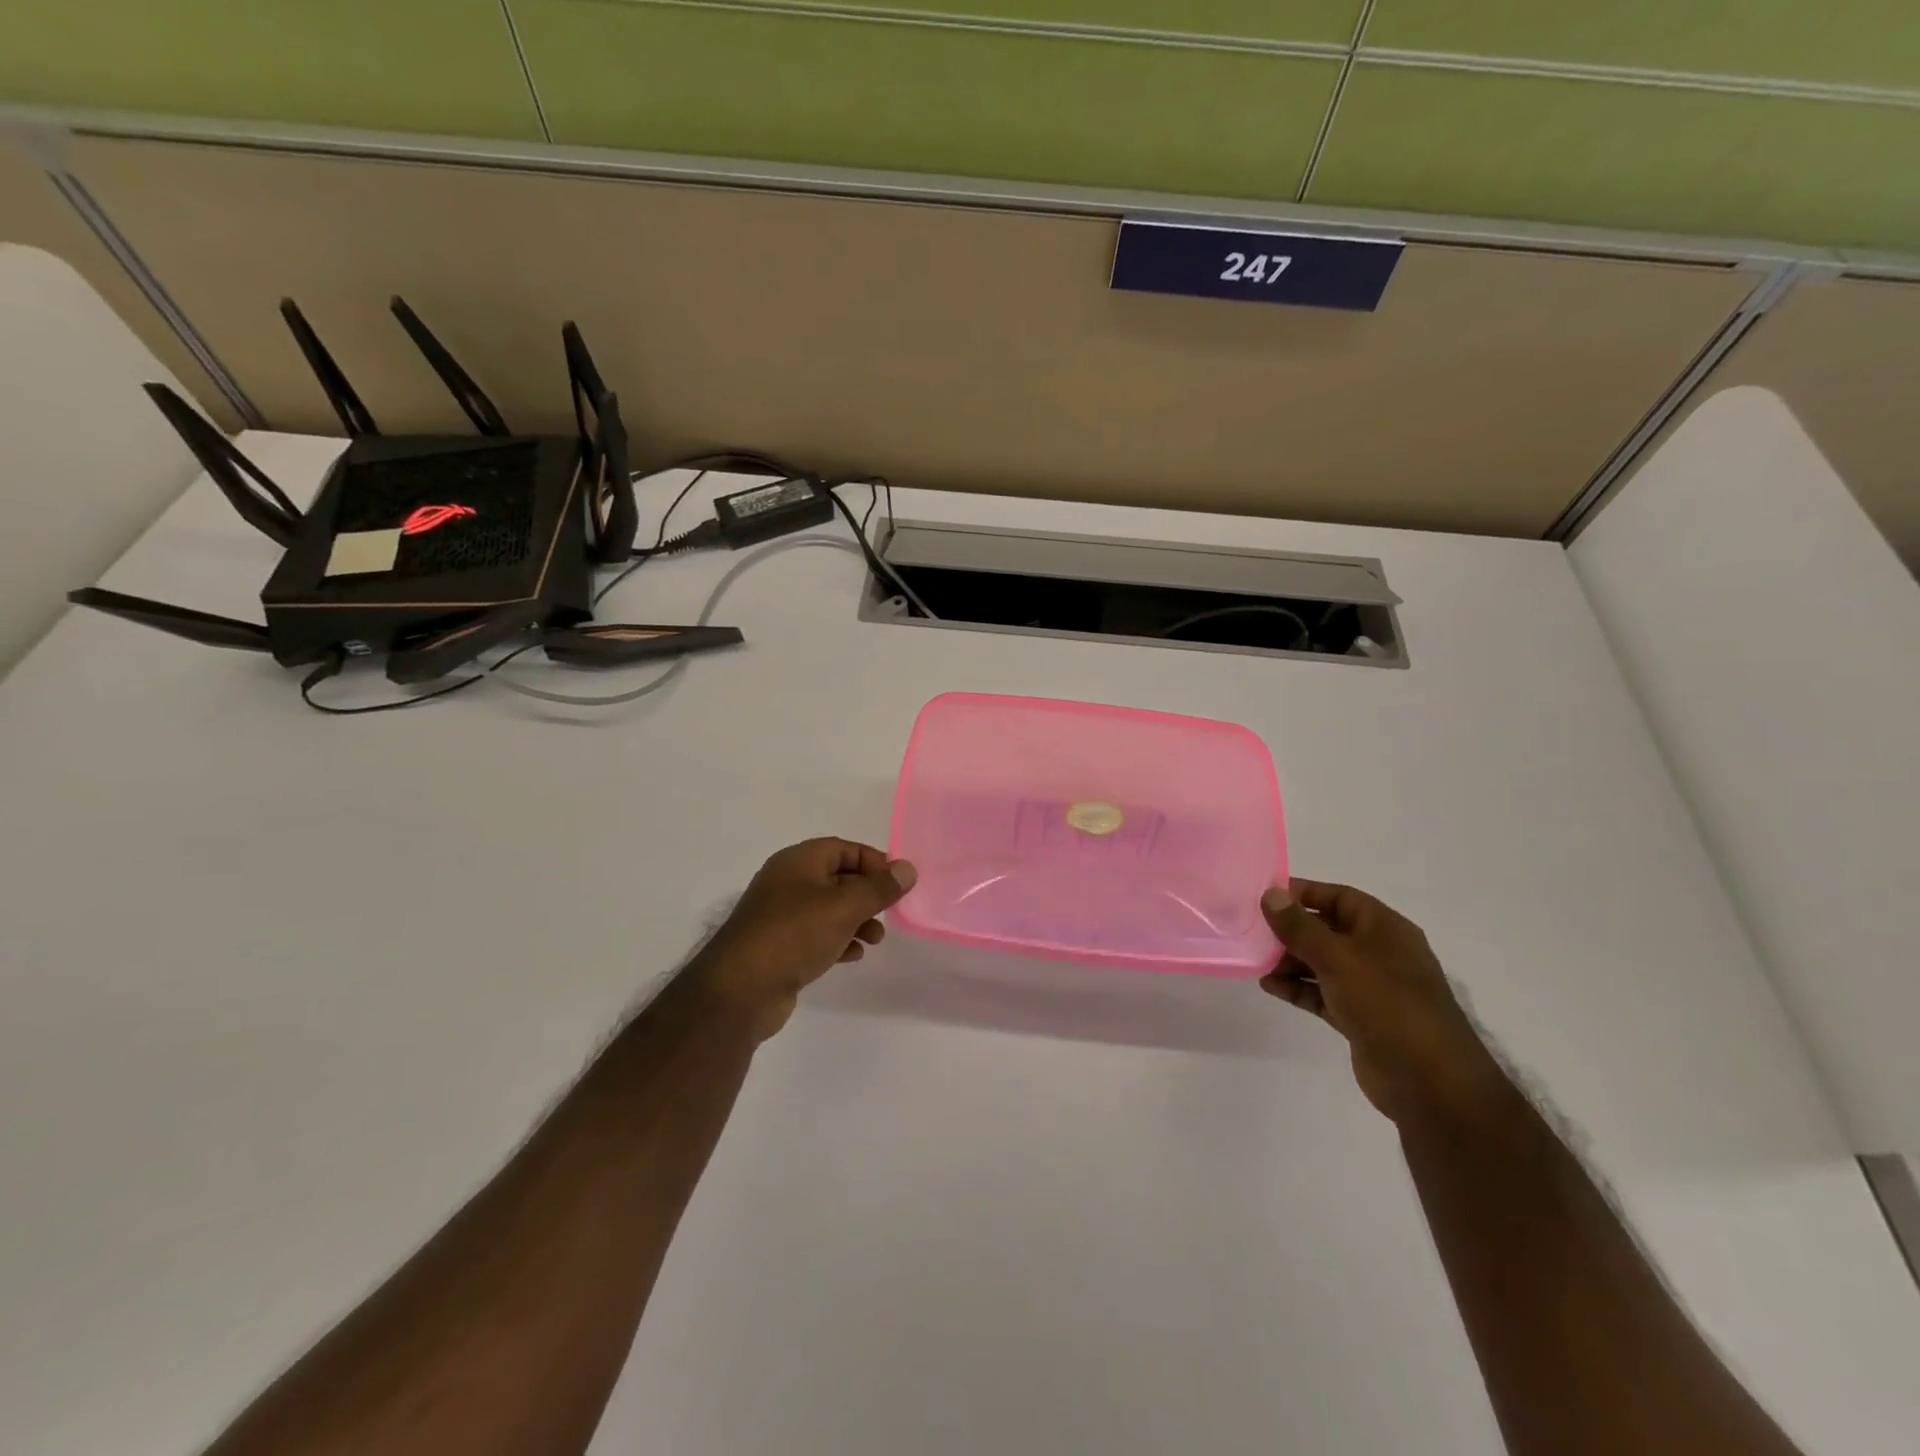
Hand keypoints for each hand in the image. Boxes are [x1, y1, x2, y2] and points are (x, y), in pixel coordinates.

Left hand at [690, 838, 916, 1040]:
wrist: (740, 990)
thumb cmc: (794, 935)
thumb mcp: (844, 907)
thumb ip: (879, 888)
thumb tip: (908, 868)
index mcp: (798, 862)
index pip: (843, 848)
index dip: (873, 861)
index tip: (898, 883)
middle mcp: (787, 882)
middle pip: (838, 878)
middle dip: (867, 894)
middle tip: (890, 913)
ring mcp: (780, 916)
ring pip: (829, 909)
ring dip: (857, 920)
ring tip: (875, 940)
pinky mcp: (778, 946)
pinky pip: (816, 934)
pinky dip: (838, 940)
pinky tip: (852, 955)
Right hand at [1258, 880, 1509, 1124]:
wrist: (1428, 1080)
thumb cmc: (1386, 1003)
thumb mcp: (1337, 958)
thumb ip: (1299, 927)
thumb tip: (1269, 894)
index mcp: (1384, 928)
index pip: (1339, 897)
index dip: (1303, 893)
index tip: (1265, 896)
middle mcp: (1379, 952)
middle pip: (1327, 930)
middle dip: (1291, 930)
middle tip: (1253, 932)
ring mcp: (1371, 987)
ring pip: (1322, 963)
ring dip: (1290, 961)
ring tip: (1257, 963)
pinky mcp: (1361, 1017)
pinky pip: (1322, 993)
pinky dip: (1298, 988)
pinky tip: (1270, 987)